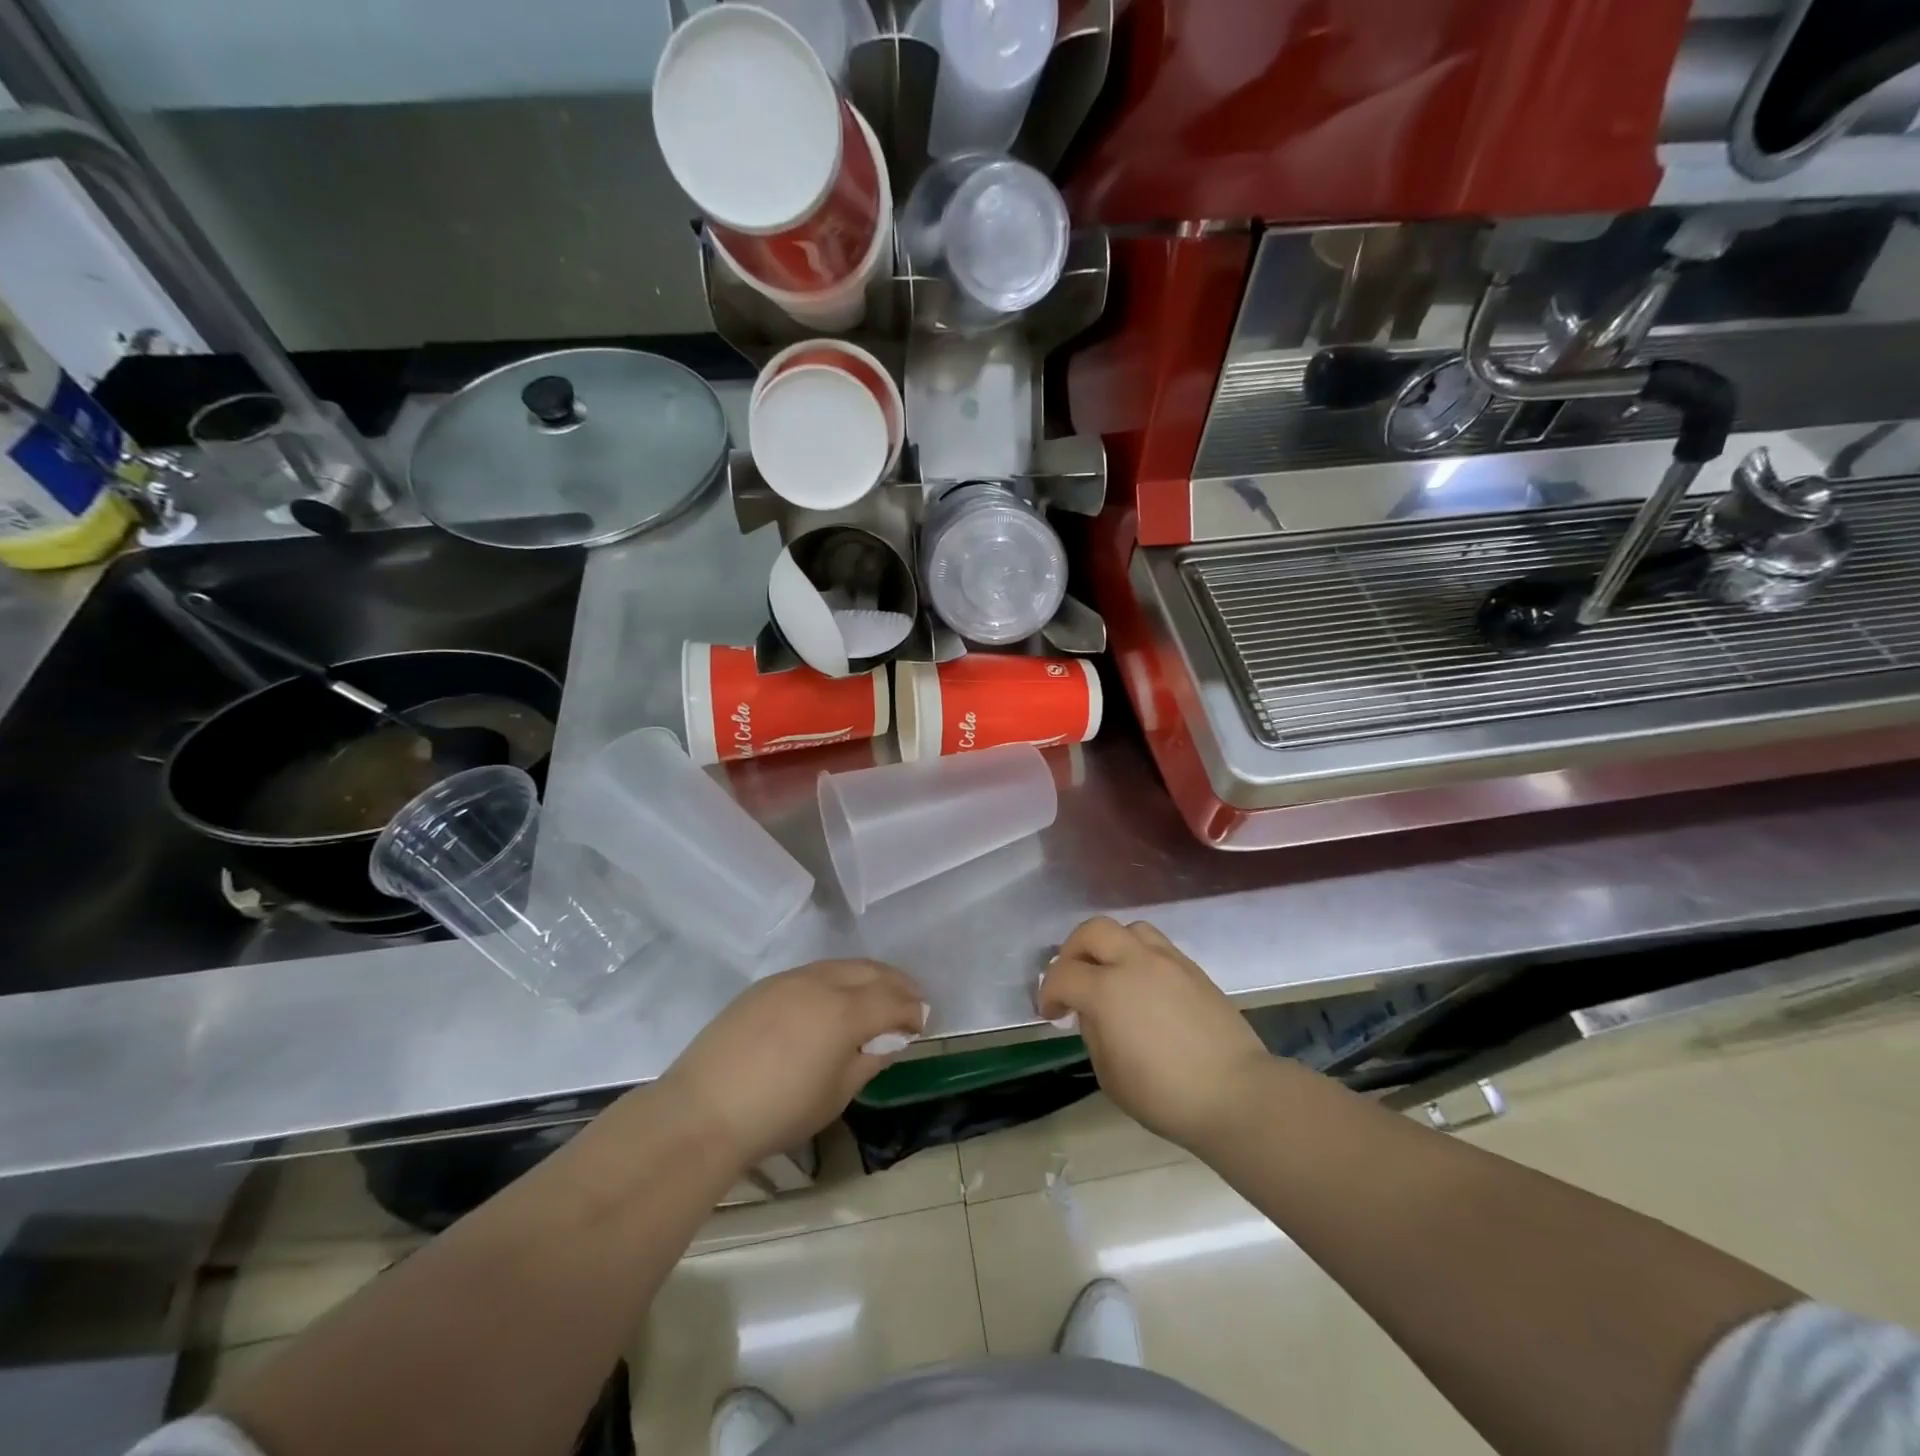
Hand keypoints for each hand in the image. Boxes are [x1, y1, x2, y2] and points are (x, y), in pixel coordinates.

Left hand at [660, 960, 925, 1168]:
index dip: (913, 1010)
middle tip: (911, 999)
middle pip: (871, 972)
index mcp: (844, 1012)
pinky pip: (814, 971)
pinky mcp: (766, 985)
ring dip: (868, 975)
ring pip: (842, 965)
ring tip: (879, 993)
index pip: (892, 1000)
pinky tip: (836, 996)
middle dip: (897, 983)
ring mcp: (790, 979)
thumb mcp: (836, 1094)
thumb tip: (889, 1039)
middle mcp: (821, 983)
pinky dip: (837, 978)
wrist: (703, 1111)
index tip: (923, 1022)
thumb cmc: (779, 1112)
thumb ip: (869, 1059)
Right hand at [1039, 917, 1269, 1152]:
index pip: (1063, 974)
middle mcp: (1135, 963)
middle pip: (1093, 931)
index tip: (1051, 1013)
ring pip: (1129, 929)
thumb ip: (1094, 1032)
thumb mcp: (1110, 1074)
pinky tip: (1142, 984)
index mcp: (1107, 990)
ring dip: (1110, 945)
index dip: (1048, 992)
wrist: (1236, 1094)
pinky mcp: (1193, 969)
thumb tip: (1093, 1012)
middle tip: (1072, 978)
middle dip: (1073, 950)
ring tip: (1110, 973)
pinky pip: (1157, 945)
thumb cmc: (1165, 1094)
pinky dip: (1139, 955)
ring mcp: (1168, 961)